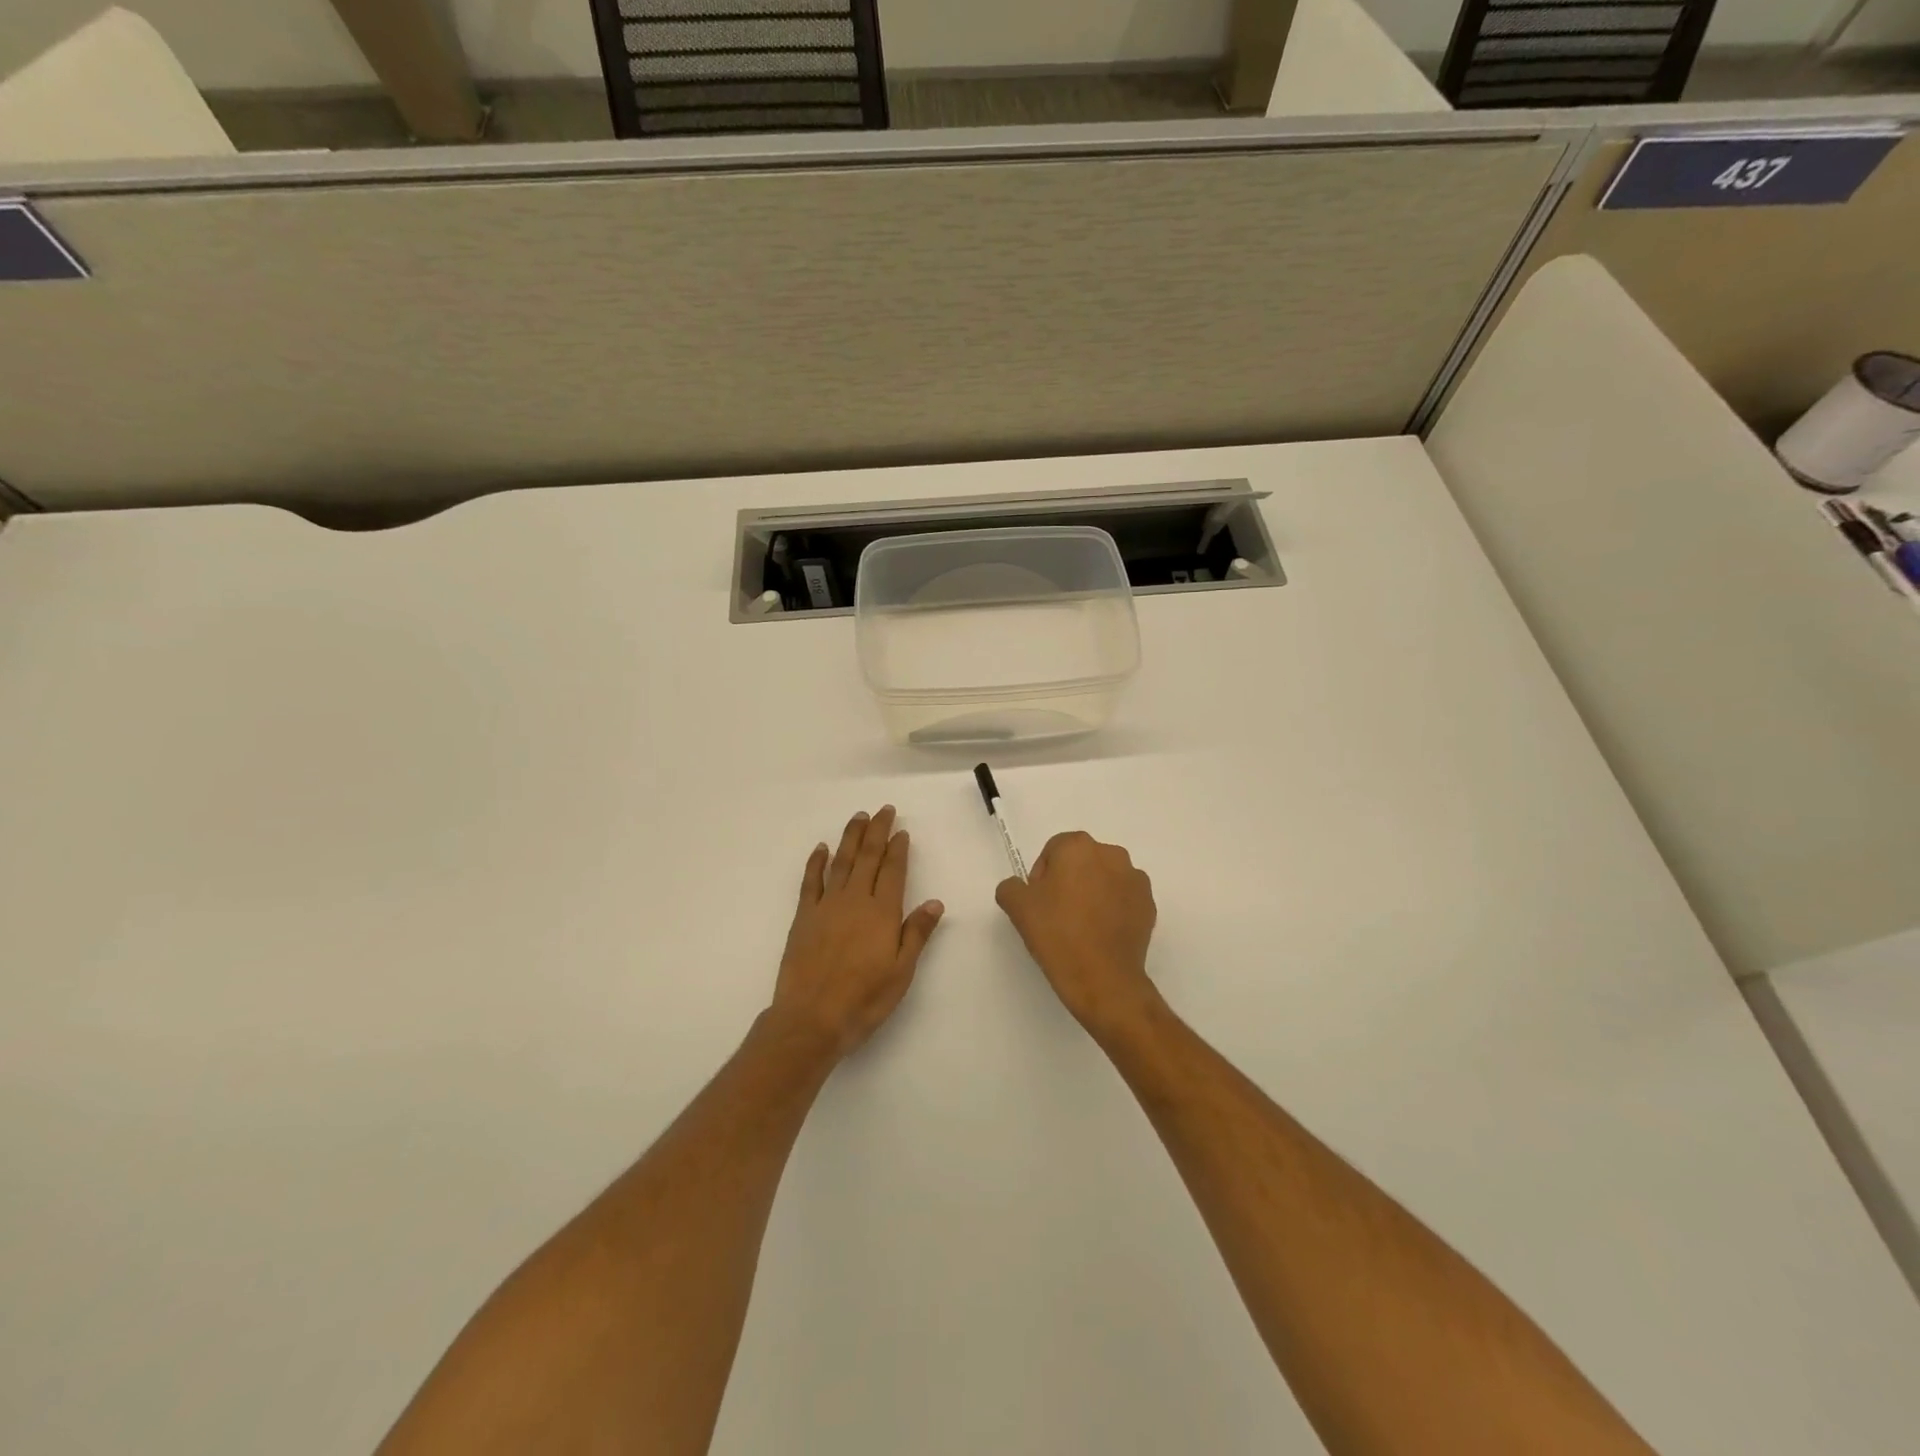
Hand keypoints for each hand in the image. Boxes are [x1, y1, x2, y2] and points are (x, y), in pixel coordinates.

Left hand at [771, 806, 944, 1058]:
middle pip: (868, 857)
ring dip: (850, 837)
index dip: (898, 849)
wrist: (811, 1019)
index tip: (902, 831)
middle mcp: (855, 901)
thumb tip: (935, 901)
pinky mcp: (803, 917)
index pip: (893, 871)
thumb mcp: (901, 972)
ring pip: (841, 862)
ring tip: (858, 817)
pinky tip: (821, 848)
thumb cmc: (864, 1000)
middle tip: (883, 810)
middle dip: (877, 832)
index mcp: (882, 913)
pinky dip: (816, 862)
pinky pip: (810, 881)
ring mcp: (826, 906)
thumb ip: (916, 933)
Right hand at [995, 831, 1158, 1038]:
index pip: (1053, 850)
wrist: (1103, 979)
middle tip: (1057, 914)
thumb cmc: (1057, 934)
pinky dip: (1112, 909)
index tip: (1039, 903)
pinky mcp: (1149, 905)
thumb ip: (1011, 886)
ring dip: (1092, 893)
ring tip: (1081, 927)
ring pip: (1104, 879)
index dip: (1041, 876)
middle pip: (1081, 861)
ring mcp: (1135, 879)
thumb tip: (1020, 887)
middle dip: (1069, 881)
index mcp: (1079, 846)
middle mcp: (1111, 854)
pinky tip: (1101, 935)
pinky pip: (1123, 899)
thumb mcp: (1017, 907)